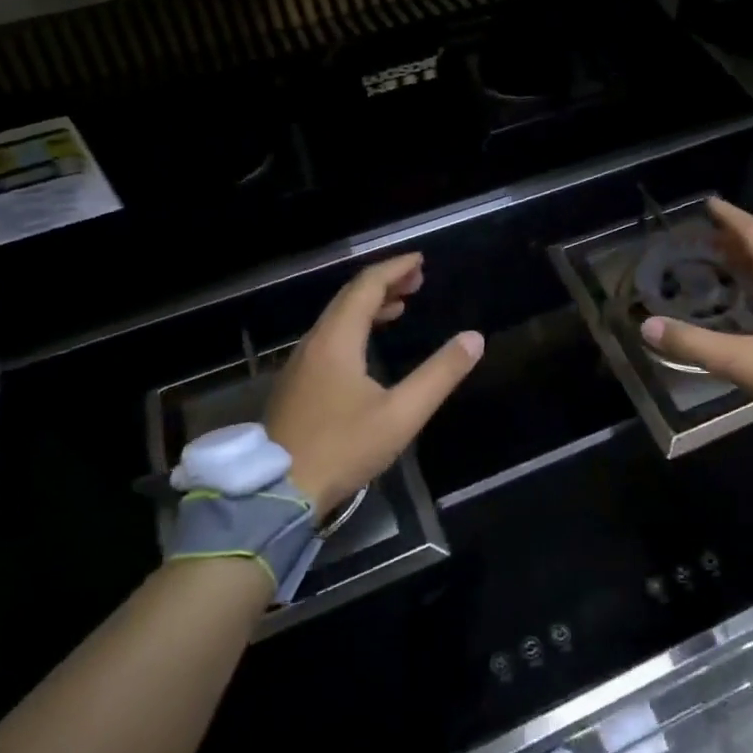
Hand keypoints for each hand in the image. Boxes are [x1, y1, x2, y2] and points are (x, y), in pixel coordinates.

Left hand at [264, 253, 482, 518]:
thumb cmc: (343, 448)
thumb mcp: (402, 414)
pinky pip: (329, 338)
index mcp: (337, 340)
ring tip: (400, 307)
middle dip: (384, 283)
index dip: (394, 269)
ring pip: (336, 319)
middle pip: (349, 298)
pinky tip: (368, 347)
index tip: (420, 261)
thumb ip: (439, 374)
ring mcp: (300, 364)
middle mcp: (314, 343)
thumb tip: (473, 338)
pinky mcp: (296, 385)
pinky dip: (354, 327)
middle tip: (417, 280)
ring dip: (368, 306)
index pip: (366, 287)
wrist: (279, 492)